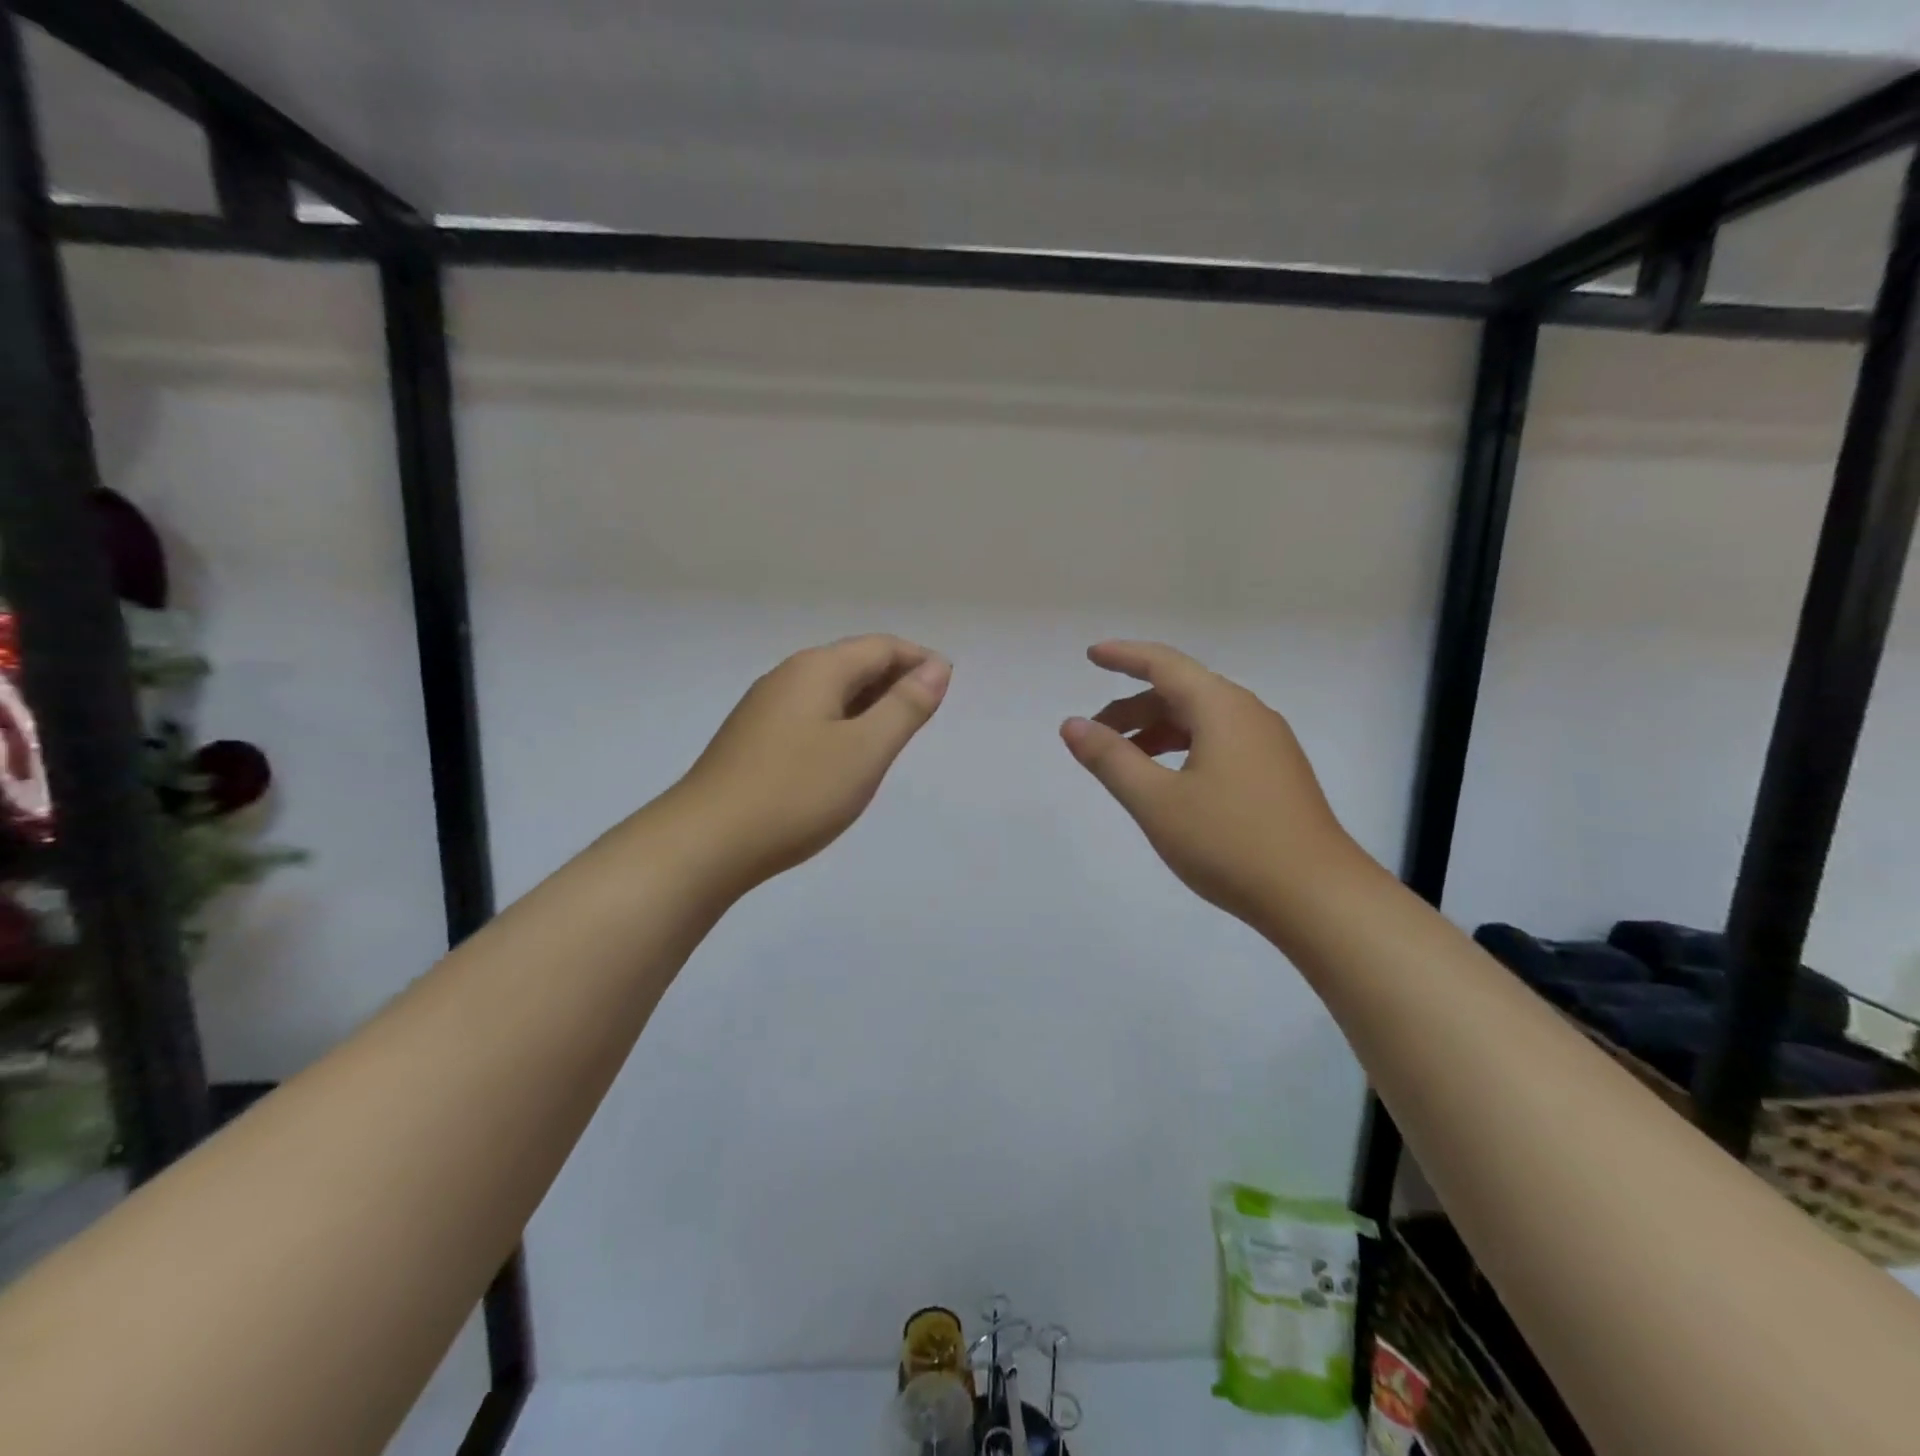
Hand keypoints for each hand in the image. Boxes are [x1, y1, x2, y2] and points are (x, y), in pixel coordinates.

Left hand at [672, 635, 950, 891]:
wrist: (706, 842)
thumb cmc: (796, 793)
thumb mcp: (864, 751)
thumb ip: (905, 707)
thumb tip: (936, 667)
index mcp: (817, 670)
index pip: (880, 646)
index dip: (918, 659)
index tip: (948, 686)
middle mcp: (788, 676)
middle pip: (853, 662)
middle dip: (895, 679)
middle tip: (926, 712)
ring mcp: (765, 708)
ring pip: (830, 690)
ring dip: (868, 702)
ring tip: (894, 733)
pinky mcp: (753, 739)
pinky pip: (810, 715)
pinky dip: (841, 722)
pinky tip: (846, 754)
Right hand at [1060, 641, 1361, 931]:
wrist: (1318, 897)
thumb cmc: (1230, 842)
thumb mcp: (1156, 801)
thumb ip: (1110, 759)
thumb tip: (1072, 724)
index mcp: (1221, 708)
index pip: (1164, 664)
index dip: (1124, 657)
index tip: (1091, 655)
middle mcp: (1249, 714)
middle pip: (1181, 693)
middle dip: (1133, 708)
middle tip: (1094, 733)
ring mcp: (1268, 745)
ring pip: (1200, 721)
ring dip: (1157, 732)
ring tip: (1123, 760)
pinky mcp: (1276, 774)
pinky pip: (1218, 743)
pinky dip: (1182, 749)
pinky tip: (1168, 781)